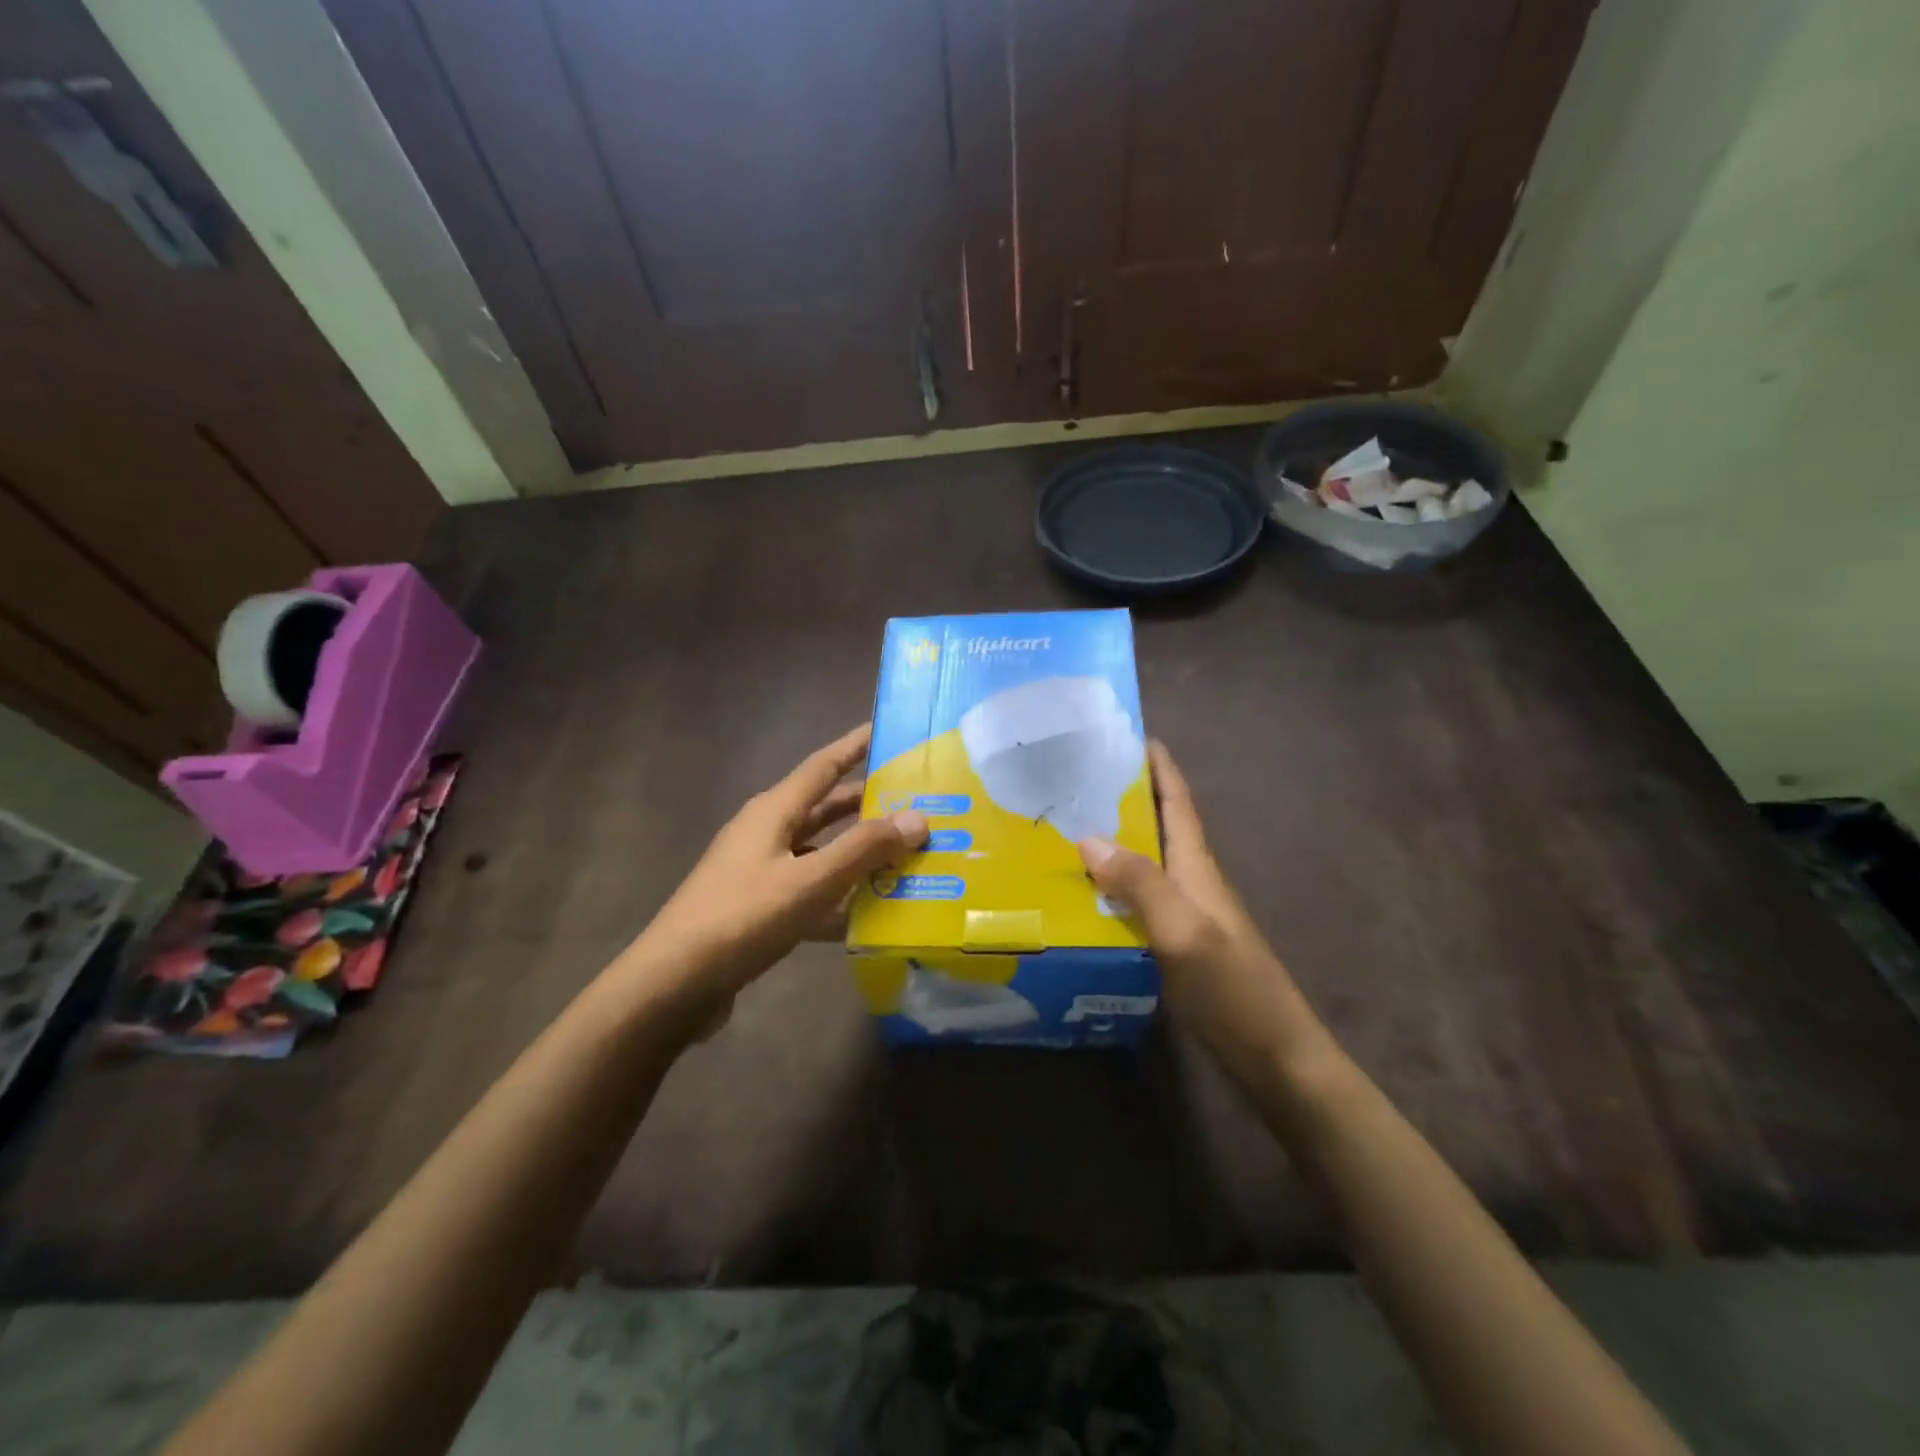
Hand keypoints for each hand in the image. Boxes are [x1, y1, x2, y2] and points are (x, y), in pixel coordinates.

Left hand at [626, 724, 927, 1019]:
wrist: (674, 984)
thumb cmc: (743, 918)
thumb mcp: (810, 880)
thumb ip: (864, 849)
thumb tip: (918, 818)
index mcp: (774, 811)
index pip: (824, 766)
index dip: (856, 746)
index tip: (889, 731)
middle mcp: (767, 833)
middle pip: (826, 809)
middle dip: (869, 804)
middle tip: (918, 803)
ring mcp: (762, 872)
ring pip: (822, 852)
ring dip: (860, 854)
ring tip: (909, 856)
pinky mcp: (760, 908)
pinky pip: (811, 891)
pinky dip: (840, 897)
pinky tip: (873, 915)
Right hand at [1077, 742, 1330, 1074]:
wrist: (1274, 1054)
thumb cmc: (1233, 985)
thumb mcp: (1183, 929)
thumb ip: (1140, 882)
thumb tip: (1087, 837)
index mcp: (1197, 865)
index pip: (1178, 801)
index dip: (1159, 766)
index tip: (1131, 734)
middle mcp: (1190, 881)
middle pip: (1156, 826)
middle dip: (1124, 797)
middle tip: (1074, 780)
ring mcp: (1184, 914)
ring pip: (1142, 863)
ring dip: (1112, 841)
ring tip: (1063, 829)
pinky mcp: (1175, 944)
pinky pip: (1135, 900)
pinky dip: (1109, 887)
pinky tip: (1079, 895)